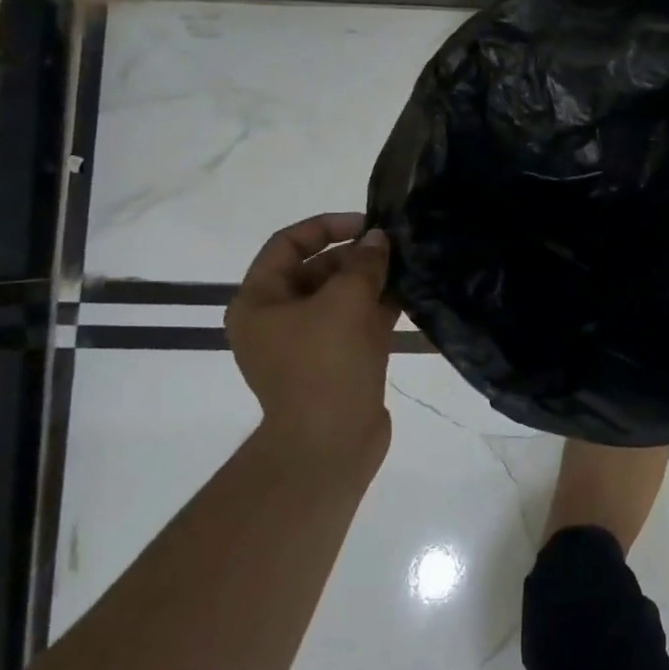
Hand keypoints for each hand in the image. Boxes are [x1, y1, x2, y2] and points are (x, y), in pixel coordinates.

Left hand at [225, 212, 396, 468]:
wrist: (330, 445)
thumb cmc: (326, 365)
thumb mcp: (346, 301)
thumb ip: (364, 263)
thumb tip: (378, 239)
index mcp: (259, 301)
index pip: (287, 244)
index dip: (327, 226)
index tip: (368, 224)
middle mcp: (276, 319)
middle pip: (315, 270)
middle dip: (356, 256)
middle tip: (396, 249)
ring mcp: (306, 344)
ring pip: (339, 297)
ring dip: (371, 281)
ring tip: (408, 267)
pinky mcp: (333, 363)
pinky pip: (354, 323)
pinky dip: (377, 308)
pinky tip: (409, 296)